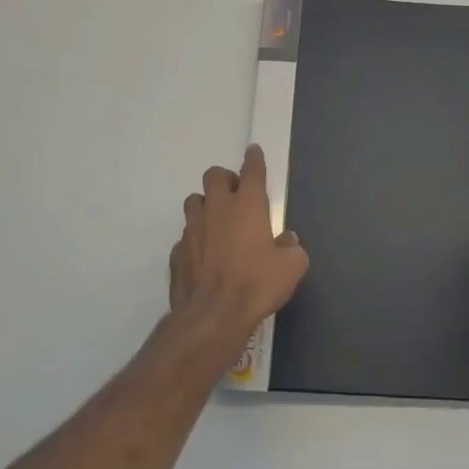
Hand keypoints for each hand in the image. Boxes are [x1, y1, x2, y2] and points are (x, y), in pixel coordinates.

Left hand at [169, 145, 309, 348]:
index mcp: (247, 205)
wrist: (212, 316)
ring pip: (194, 202)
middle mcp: (217, 209)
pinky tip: (204, 256)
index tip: (253, 152)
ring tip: (217, 222)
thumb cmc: (256, 285)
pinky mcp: (177, 253)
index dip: (254, 159)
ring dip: (205, 205)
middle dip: (224, 179)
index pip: (251, 170)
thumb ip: (291, 248)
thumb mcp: (291, 267)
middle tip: (235, 195)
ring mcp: (192, 230)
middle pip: (213, 175)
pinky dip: (196, 240)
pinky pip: (186, 236)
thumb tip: (286, 240)